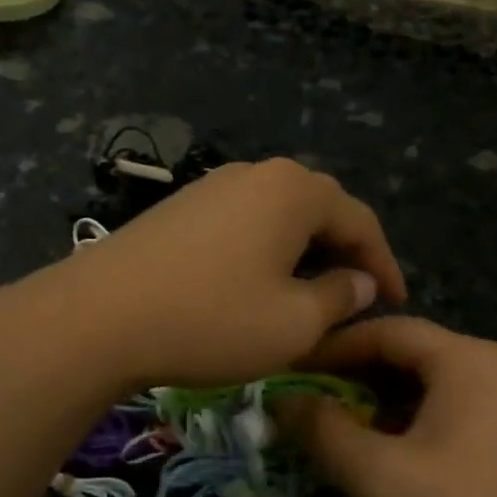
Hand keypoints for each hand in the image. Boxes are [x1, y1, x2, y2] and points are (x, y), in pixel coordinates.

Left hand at [51, 159, 405, 388]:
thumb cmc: (212, 319)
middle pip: (318, 211)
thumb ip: (340, 297)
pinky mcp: (180, 209)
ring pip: (278, 217)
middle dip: (344, 253)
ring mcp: (212, 186)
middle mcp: (256, 174)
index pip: (360, 220)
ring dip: (303, 252)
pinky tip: (258, 284)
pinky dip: (265, 252)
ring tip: (312, 292)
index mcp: (294, 190)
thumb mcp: (294, 322)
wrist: (99, 317)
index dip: (385, 263)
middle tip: (358, 295)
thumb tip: (360, 281)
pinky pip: (242, 224)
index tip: (397, 301)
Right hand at [282, 317, 496, 496]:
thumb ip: (323, 430)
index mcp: (466, 359)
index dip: (330, 349)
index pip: (385, 331)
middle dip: (349, 378)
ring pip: (420, 388)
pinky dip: (400, 426)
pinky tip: (371, 455)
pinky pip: (439, 414)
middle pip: (404, 356)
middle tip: (299, 404)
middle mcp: (488, 369)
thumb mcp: (378, 475)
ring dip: (371, 406)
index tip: (286, 372)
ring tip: (326, 431)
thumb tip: (281, 401)